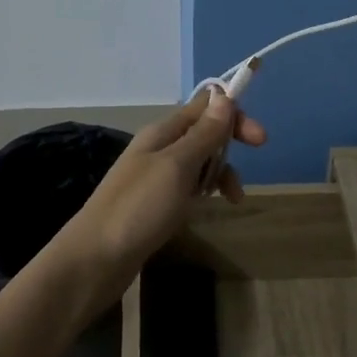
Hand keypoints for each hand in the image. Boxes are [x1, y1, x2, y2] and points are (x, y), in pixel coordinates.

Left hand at [62, 89, 267, 288]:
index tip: (260, 139)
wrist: (96, 259)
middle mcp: (158, 148)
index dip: (233, 115)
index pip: (203, 107)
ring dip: (219, 172)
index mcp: (162, 132)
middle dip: (229, 144)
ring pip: (198, 162)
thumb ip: (203, 134)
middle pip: (202, 133)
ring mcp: (154, 177)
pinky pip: (187, 186)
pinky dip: (204, 191)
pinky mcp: (154, 203)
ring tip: (233, 197)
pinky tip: (209, 207)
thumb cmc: (139, 208)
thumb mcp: (177, 167)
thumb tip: (224, 98)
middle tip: (254, 163)